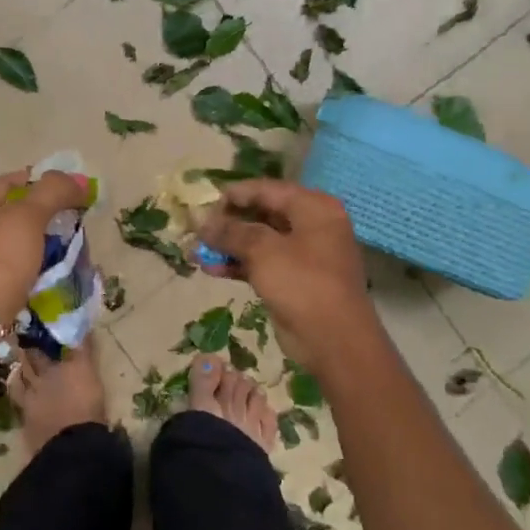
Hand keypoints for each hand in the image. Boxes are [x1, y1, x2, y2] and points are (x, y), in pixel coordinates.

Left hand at [0, 169, 92, 320]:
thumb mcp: (26, 217)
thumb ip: (52, 193)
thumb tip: (80, 181)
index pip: (5, 184)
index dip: (37, 179)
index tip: (67, 187)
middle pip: (9, 218)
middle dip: (42, 217)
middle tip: (74, 221)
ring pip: (13, 251)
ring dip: (40, 248)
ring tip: (70, 252)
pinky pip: (15, 279)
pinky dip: (35, 275)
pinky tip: (54, 280)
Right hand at [198, 179, 374, 368]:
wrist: (333, 340)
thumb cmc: (303, 283)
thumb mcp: (263, 251)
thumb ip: (231, 232)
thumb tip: (201, 221)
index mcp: (313, 207)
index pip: (267, 189)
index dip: (234, 195)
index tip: (203, 203)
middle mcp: (311, 225)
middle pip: (263, 214)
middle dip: (228, 222)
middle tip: (197, 228)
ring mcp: (303, 254)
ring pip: (260, 241)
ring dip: (228, 246)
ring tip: (196, 250)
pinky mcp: (294, 280)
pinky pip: (262, 264)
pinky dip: (239, 265)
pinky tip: (210, 269)